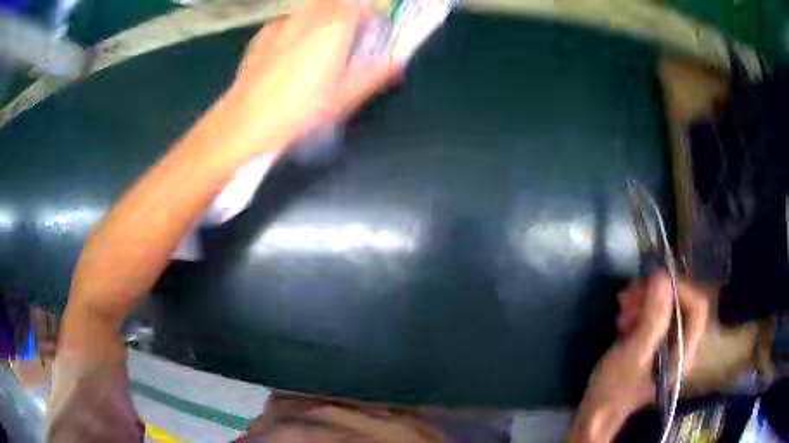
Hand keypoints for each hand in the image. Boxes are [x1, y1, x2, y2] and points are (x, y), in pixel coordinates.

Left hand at [224, 0, 400, 155]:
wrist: (245, 120)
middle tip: (350, 29)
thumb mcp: (345, 97)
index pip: (361, 3)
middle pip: (334, 0)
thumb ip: (375, 74)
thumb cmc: (300, 109)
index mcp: (334, 26)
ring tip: (322, 40)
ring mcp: (283, 23)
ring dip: (322, 14)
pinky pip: (289, 20)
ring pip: (310, 7)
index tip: (375, 23)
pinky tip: (292, 50)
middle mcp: (308, 16)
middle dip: (347, 8)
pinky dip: (298, 26)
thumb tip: (397, 64)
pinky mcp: (262, 34)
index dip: (372, 10)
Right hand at [567, 272, 708, 441]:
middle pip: (679, 305)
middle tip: (630, 294)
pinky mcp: (652, 344)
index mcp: (683, 352)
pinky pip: (652, 317)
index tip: (653, 281)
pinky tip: (622, 317)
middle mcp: (680, 346)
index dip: (680, 289)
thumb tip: (662, 278)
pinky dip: (638, 311)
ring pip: (664, 309)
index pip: (696, 308)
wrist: (595, 412)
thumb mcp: (634, 354)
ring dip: (643, 302)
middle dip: (655, 295)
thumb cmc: (614, 389)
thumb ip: (653, 318)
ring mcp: (666, 345)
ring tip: (622, 307)